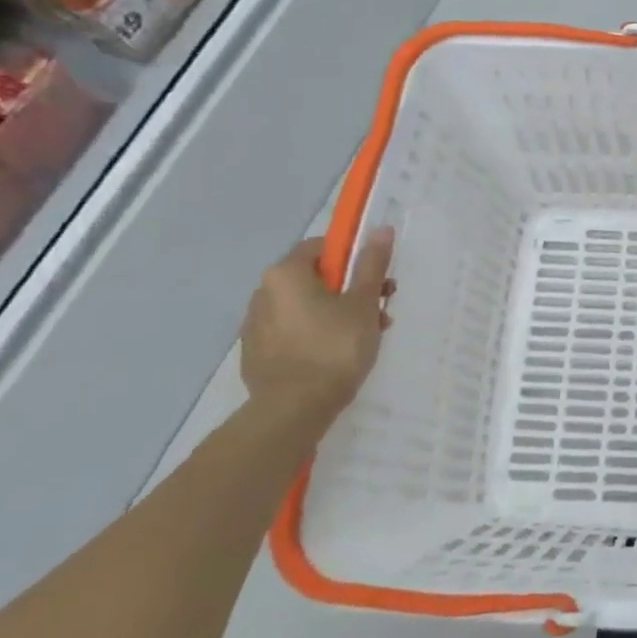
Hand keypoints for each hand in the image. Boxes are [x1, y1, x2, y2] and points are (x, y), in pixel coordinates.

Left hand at [241, 231, 393, 413]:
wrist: (294, 408)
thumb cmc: (335, 347)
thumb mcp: (363, 303)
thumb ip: (371, 265)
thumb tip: (381, 229)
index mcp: (285, 274)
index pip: (321, 248)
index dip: (352, 259)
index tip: (374, 279)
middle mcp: (263, 293)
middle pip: (314, 279)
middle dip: (350, 290)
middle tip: (380, 310)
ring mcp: (255, 325)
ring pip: (305, 307)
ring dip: (337, 313)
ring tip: (366, 336)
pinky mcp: (256, 353)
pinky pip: (292, 331)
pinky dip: (316, 334)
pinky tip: (337, 355)